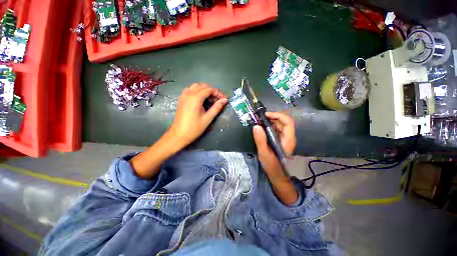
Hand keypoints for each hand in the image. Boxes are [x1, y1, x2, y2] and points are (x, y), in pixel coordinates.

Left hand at [168, 83, 227, 147]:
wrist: (179, 135)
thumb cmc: (194, 128)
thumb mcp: (208, 118)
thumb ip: (217, 107)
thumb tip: (225, 100)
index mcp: (195, 98)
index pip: (209, 89)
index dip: (218, 93)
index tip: (224, 99)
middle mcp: (189, 94)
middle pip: (203, 86)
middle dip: (212, 91)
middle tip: (218, 100)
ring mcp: (184, 96)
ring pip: (196, 86)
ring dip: (205, 90)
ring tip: (211, 99)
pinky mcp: (181, 99)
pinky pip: (190, 90)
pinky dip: (197, 91)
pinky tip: (201, 99)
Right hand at [253, 112, 297, 204]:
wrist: (276, 175)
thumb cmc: (272, 165)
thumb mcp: (264, 153)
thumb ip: (260, 140)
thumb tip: (256, 126)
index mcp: (288, 140)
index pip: (288, 122)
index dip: (278, 115)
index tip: (266, 115)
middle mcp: (288, 137)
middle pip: (283, 122)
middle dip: (272, 117)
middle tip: (260, 118)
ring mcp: (284, 139)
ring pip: (279, 125)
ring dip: (270, 121)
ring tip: (259, 121)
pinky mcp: (279, 140)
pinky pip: (275, 130)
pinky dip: (269, 126)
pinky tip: (261, 128)